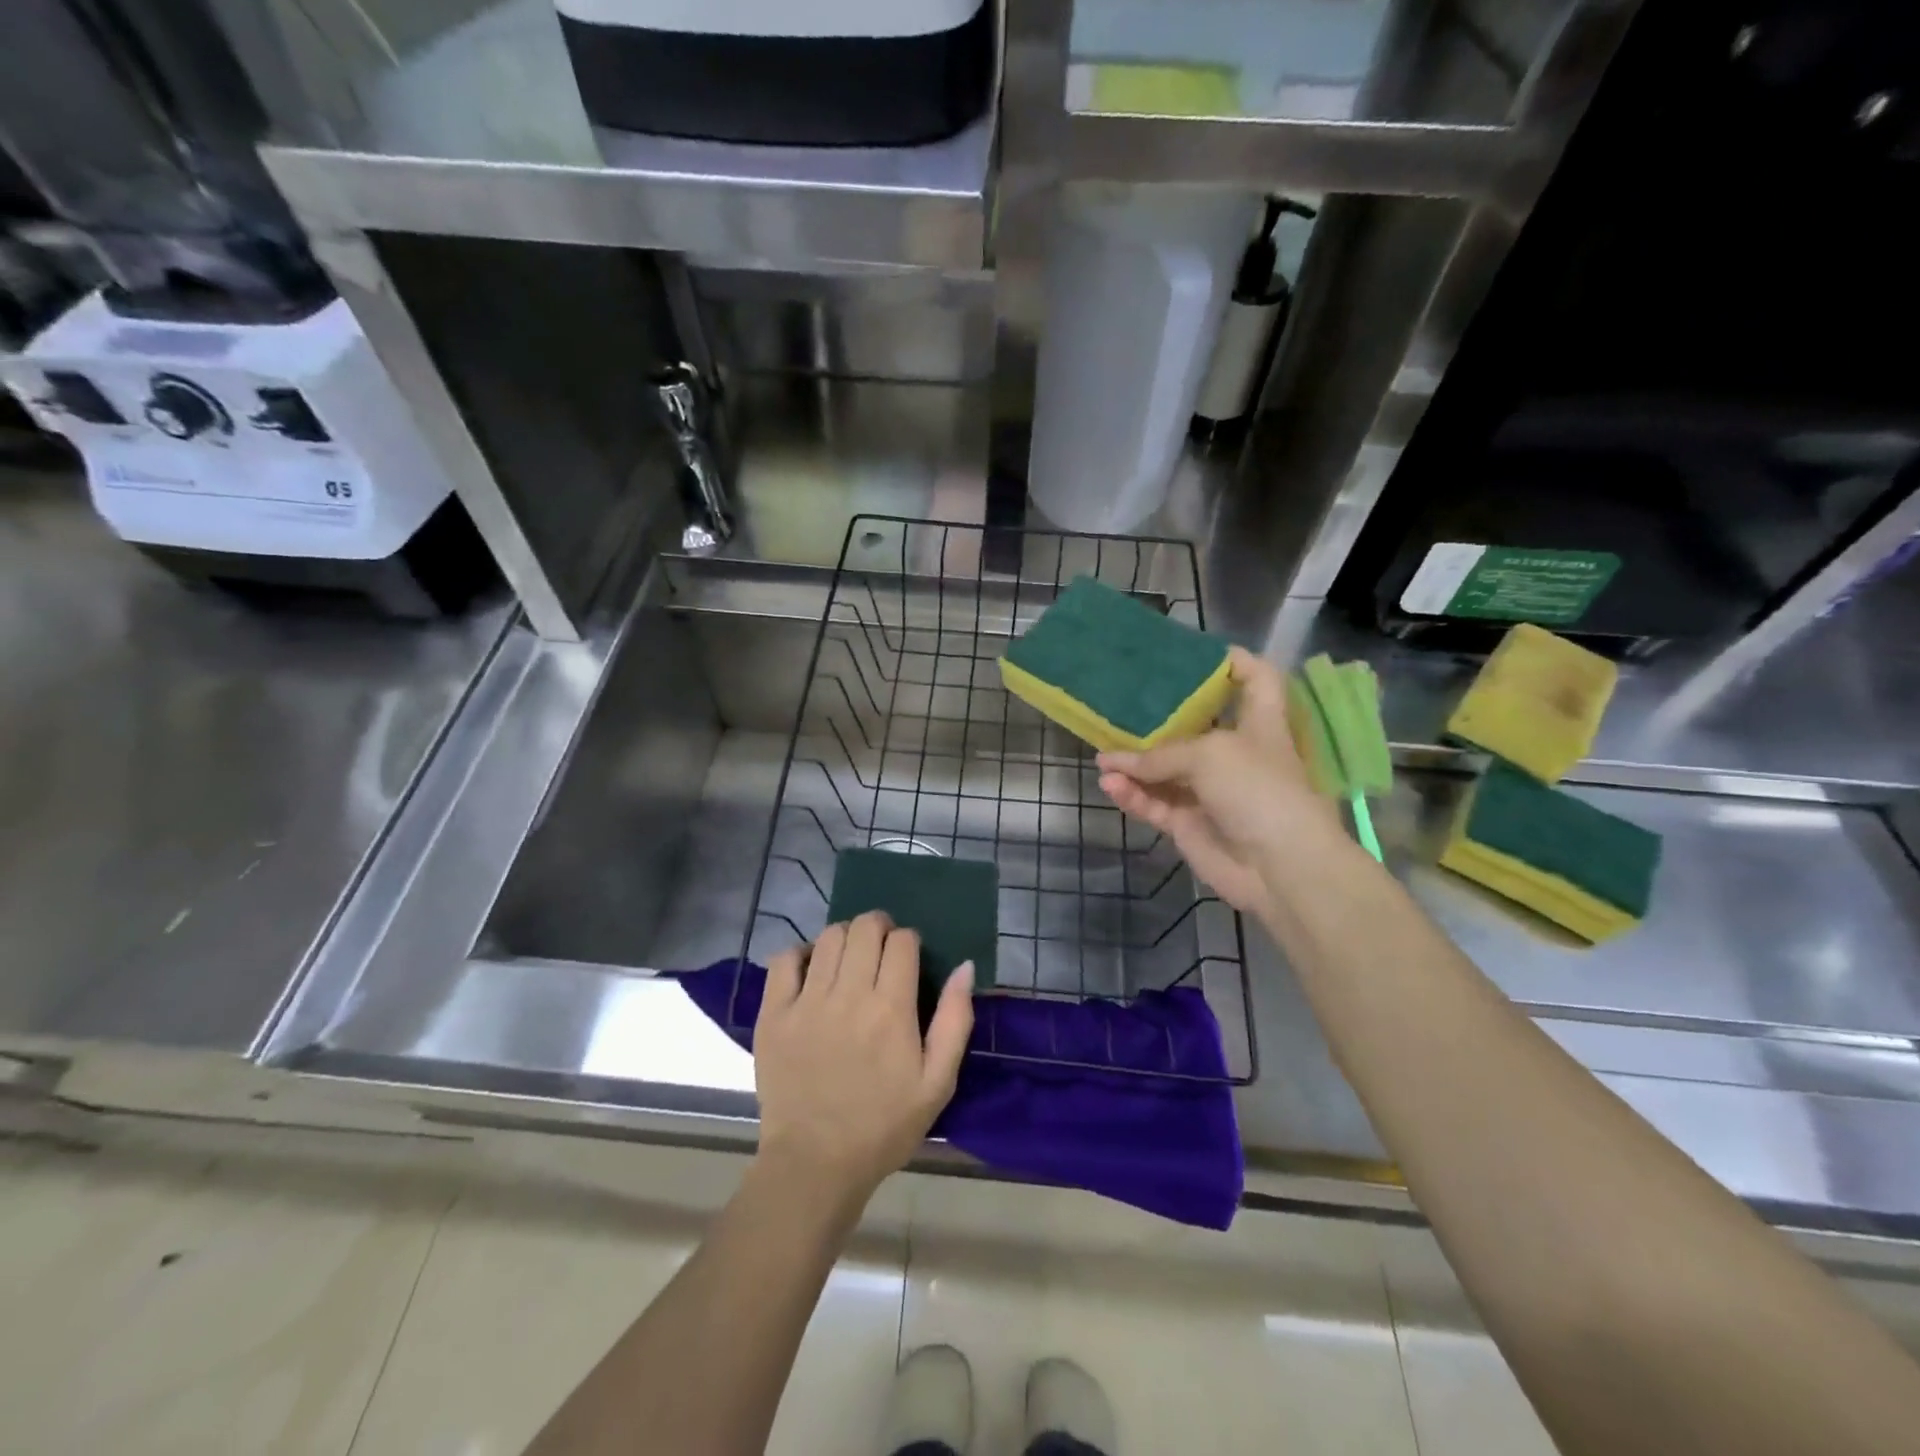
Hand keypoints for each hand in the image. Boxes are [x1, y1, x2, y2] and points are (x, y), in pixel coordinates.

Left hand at [754, 912, 973, 1200]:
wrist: (815, 1165)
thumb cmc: (884, 1126)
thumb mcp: (938, 1082)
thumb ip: (955, 1020)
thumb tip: (964, 966)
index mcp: (892, 1008)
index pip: (902, 941)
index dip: (909, 941)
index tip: (908, 958)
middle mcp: (849, 994)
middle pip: (864, 927)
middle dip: (878, 928)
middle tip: (880, 949)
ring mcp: (807, 1002)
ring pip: (828, 937)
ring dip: (845, 937)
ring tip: (848, 959)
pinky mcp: (773, 1014)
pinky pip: (783, 960)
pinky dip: (799, 954)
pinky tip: (810, 971)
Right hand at [1098, 647, 1342, 913]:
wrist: (1279, 867)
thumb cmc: (1258, 789)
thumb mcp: (1209, 754)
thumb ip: (1159, 755)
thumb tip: (1112, 765)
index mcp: (1259, 723)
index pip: (1256, 680)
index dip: (1235, 662)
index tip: (1197, 653)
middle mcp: (1235, 753)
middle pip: (1196, 726)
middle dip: (1161, 717)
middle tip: (1123, 703)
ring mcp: (1210, 791)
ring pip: (1165, 770)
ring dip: (1134, 764)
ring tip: (1103, 757)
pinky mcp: (1190, 824)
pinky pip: (1154, 803)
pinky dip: (1132, 795)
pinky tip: (1110, 786)